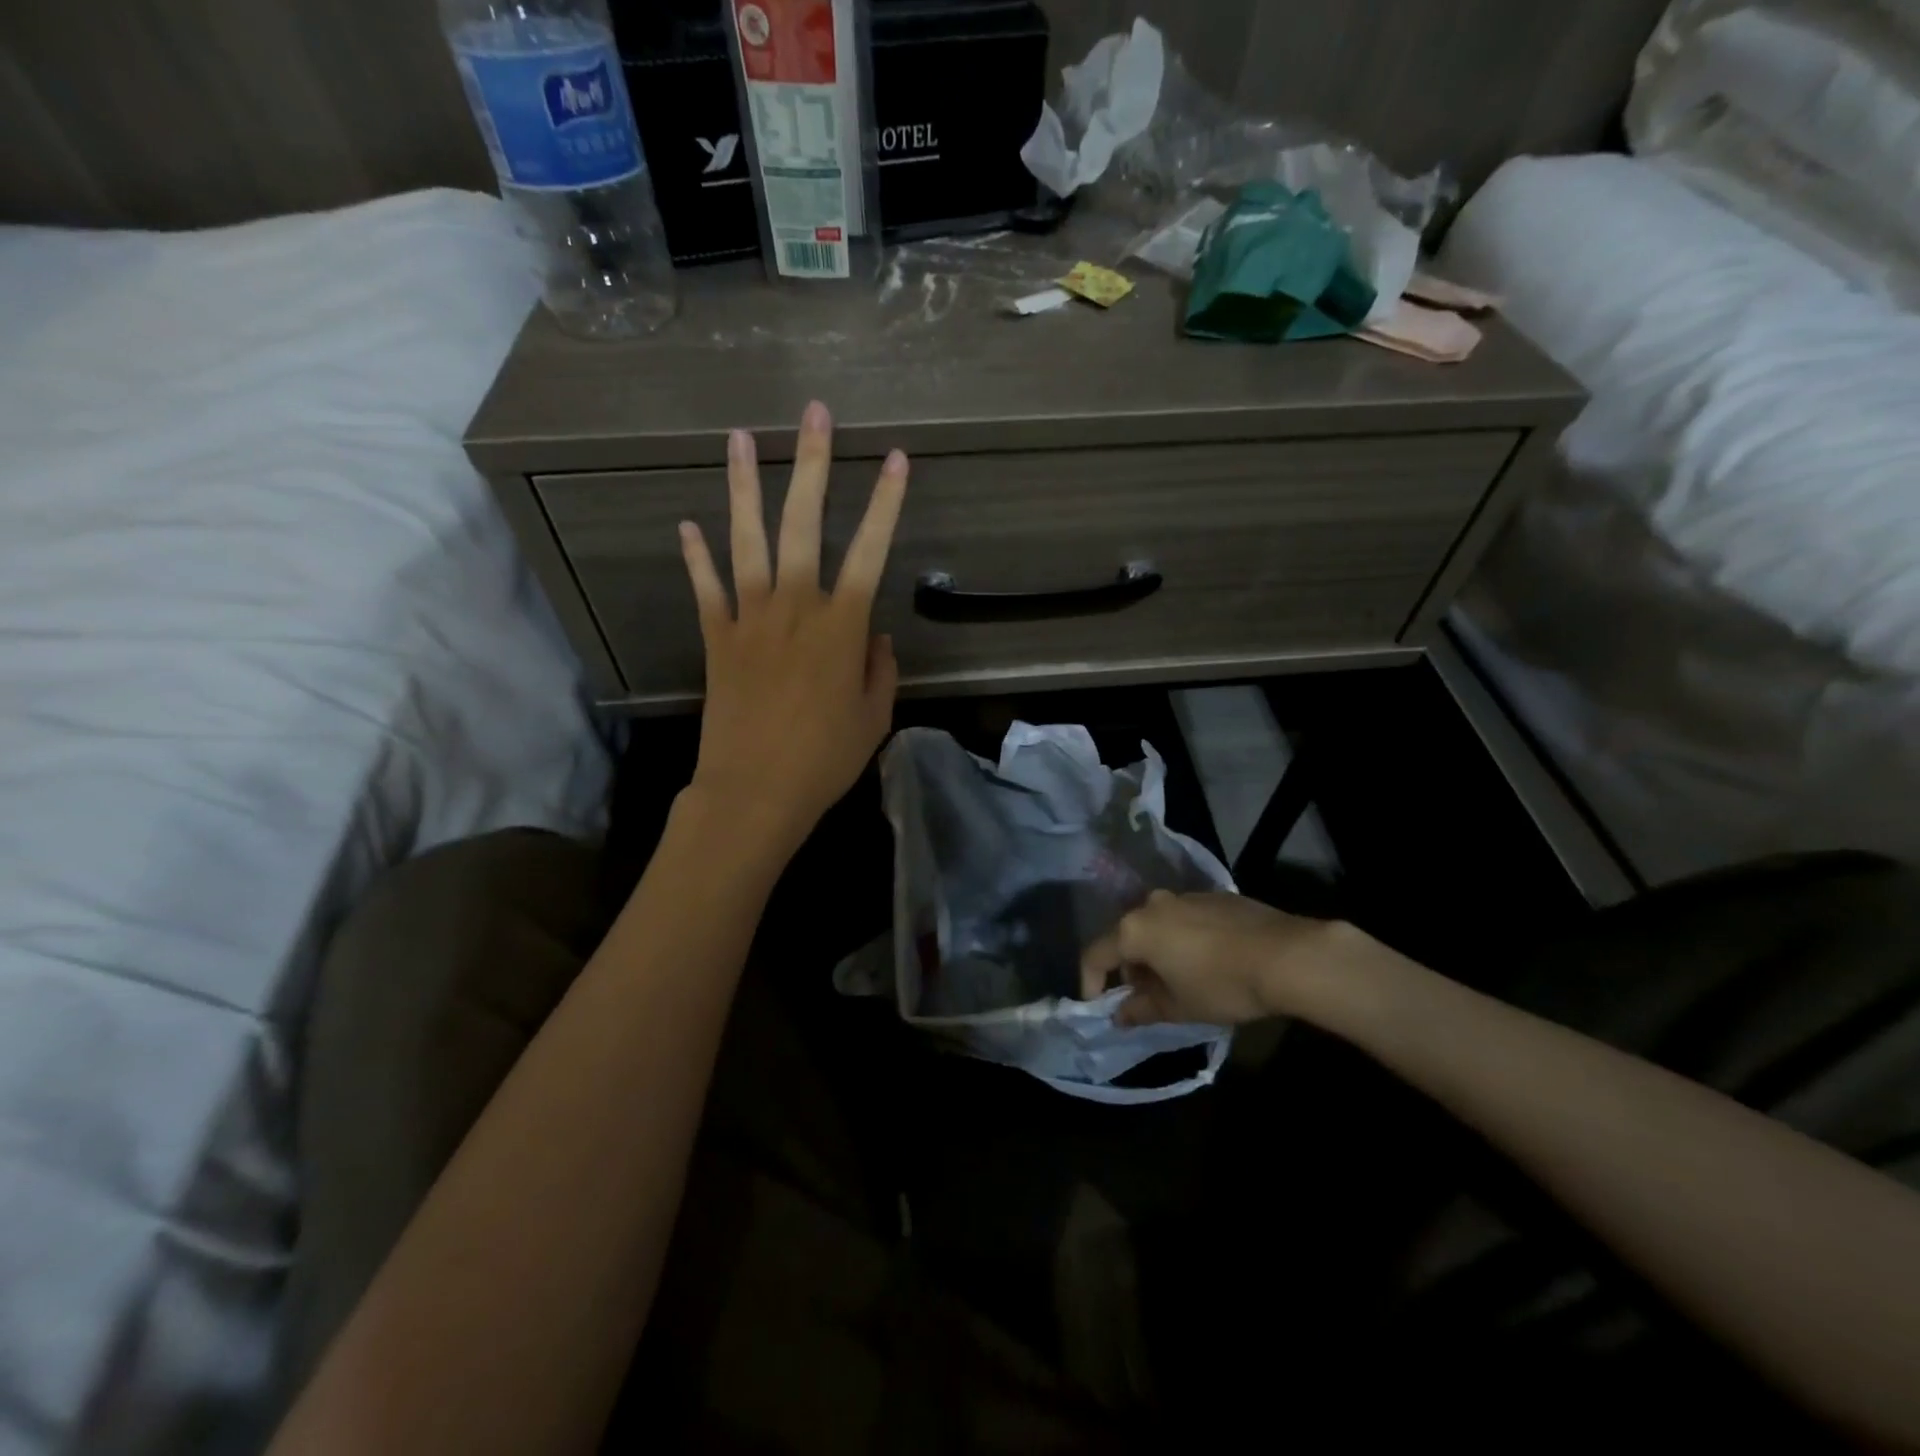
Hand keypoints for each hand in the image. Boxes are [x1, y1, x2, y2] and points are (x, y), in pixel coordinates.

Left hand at [678, 400, 907, 853]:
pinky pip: (707, 587)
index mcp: (841, 625)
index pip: (871, 549)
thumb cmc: (825, 759)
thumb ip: (878, 668)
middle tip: (814, 414)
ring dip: (744, 485)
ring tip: (739, 437)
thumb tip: (873, 635)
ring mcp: (749, 617)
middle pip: (804, 522)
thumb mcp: (874, 717)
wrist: (754, 791)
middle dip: (813, 464)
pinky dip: (697, 556)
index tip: (898, 459)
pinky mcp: (717, 637)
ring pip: (747, 539)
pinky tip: (688, 524)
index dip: (887, 502)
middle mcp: (795, 606)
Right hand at [1079, 891, 1383, 1026]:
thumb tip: (1120, 1014)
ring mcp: (1185, 895)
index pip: (1095, 955)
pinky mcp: (1214, 895)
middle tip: (1147, 999)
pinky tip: (1209, 962)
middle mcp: (1153, 904)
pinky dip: (1183, 940)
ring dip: (1158, 953)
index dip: (1091, 983)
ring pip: (1157, 926)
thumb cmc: (1222, 985)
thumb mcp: (1179, 1007)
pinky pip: (1185, 919)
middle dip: (1131, 970)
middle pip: (1127, 938)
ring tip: (1180, 982)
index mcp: (1135, 930)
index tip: (1100, 1006)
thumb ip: (1142, 1009)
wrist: (1287, 955)